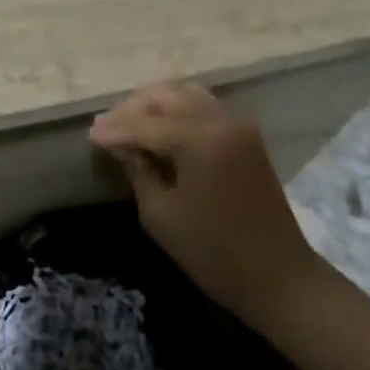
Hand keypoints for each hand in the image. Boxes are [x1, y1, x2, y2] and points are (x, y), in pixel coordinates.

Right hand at [90, 80, 319, 322]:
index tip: (89, 136)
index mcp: (200, 138)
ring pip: (184, 93)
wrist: (279, 277)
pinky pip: (202, 104)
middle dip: (132, 108)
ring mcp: (236, 121)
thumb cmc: (215, 254)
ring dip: (154, 103)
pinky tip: (159, 127)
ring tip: (130, 124)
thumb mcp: (162, 215)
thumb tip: (119, 144)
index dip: (115, 129)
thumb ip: (138, 170)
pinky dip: (177, 108)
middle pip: (165, 96)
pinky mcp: (244, 131)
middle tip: (107, 128)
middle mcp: (220, 118)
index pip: (145, 123)